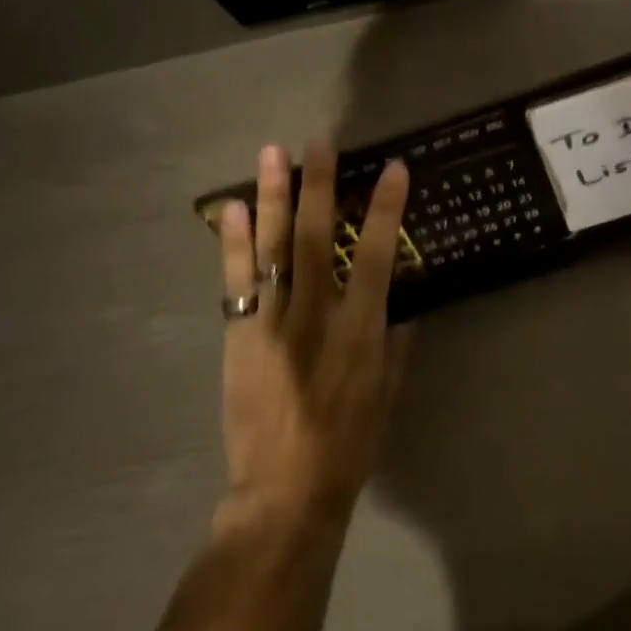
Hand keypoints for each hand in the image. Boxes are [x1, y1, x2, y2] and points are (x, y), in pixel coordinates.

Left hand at [213, 139, 411, 539]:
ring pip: (270, 247)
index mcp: (359, 330)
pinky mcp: (239, 335)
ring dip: (271, 197)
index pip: (375, 255)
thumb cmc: (350, 443)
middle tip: (318, 140)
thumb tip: (401, 298)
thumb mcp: (389, 392)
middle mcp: (314, 315)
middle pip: (314, 236)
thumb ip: (395, 340)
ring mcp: (271, 322)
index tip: (392, 168)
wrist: (283, 490)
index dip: (384, 209)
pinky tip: (229, 208)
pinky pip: (235, 280)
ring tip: (271, 153)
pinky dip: (232, 242)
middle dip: (318, 184)